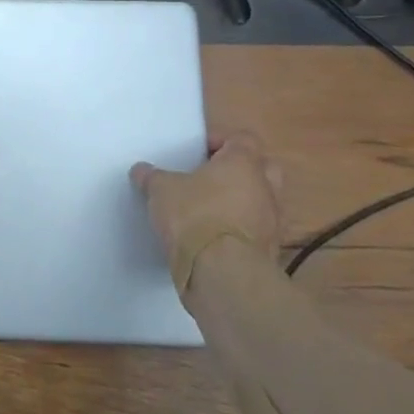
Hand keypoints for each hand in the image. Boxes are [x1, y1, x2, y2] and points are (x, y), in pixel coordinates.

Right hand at [132, 133, 283, 292]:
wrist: (224, 275)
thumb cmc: (195, 216)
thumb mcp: (161, 190)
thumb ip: (152, 177)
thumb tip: (141, 171)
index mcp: (243, 163)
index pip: (243, 139)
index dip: (220, 141)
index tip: (197, 153)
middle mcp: (265, 188)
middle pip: (263, 168)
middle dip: (241, 170)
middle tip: (212, 178)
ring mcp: (273, 222)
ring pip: (263, 201)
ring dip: (243, 203)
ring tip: (211, 211)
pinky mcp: (271, 252)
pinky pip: (257, 230)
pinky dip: (241, 230)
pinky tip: (215, 238)